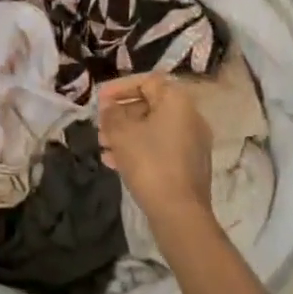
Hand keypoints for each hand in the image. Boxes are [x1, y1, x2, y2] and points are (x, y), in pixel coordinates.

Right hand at [97, 73, 212, 223]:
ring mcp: (192, 142)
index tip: (100, 100)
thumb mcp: (121, 133)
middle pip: (150, 105)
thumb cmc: (149, 163)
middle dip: (121, 114)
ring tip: (103, 146)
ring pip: (153, 128)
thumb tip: (109, 106)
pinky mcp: (189, 165)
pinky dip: (139, 149)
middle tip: (100, 125)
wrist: (179, 212)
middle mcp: (190, 117)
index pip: (147, 81)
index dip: (120, 87)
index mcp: (177, 101)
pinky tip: (114, 162)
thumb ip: (111, 114)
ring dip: (126, 133)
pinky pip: (160, 147)